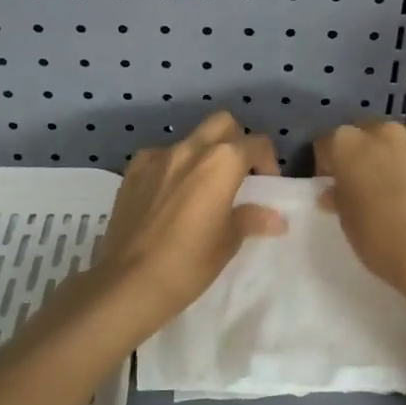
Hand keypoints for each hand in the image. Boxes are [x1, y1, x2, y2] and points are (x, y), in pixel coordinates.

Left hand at [86, 111, 285, 336]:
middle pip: (223, 123)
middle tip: (237, 173)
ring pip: (190, 139)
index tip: (265, 185)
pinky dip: (171, 166)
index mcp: (222, 162)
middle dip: (236, 140)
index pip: (256, 143)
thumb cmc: (189, 263)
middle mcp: (191, 149)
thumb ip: (251, 219)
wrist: (130, 281)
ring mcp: (158, 156)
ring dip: (203, 154)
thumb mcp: (228, 242)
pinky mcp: (133, 170)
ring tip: (201, 188)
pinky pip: (160, 156)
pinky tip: (168, 194)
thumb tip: (276, 218)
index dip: (268, 161)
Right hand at [315, 122, 405, 301]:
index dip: (330, 165)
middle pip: (370, 134)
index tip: (336, 186)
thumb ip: (340, 199)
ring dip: (404, 158)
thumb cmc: (382, 239)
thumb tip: (335, 192)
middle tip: (374, 184)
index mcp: (348, 145)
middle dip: (369, 153)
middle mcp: (384, 132)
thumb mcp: (349, 224)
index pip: (328, 144)